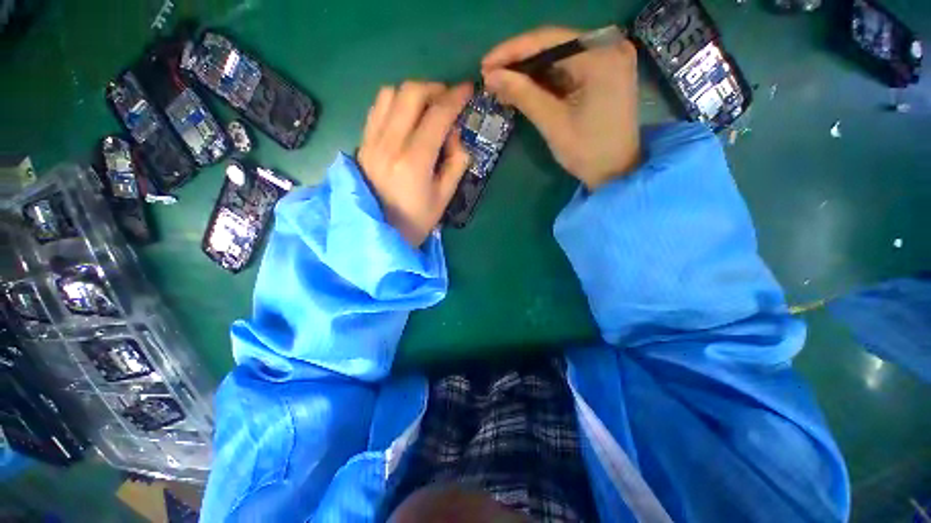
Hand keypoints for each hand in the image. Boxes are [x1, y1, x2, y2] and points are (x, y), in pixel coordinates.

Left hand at [358, 82, 473, 247]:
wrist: (378, 233)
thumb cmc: (416, 221)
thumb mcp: (444, 197)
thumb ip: (456, 163)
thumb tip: (454, 135)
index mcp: (414, 161)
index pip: (437, 116)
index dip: (456, 97)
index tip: (468, 89)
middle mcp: (390, 143)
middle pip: (411, 93)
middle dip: (435, 88)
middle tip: (448, 99)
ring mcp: (371, 141)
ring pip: (390, 93)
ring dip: (413, 93)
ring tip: (427, 107)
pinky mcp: (362, 143)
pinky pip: (377, 108)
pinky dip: (395, 102)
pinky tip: (405, 116)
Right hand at [482, 26, 640, 189]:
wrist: (616, 172)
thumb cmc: (587, 151)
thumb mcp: (552, 122)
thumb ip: (523, 94)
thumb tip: (491, 77)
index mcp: (600, 56)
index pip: (548, 40)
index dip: (512, 51)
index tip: (485, 65)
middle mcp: (608, 46)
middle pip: (554, 44)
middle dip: (519, 61)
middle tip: (491, 76)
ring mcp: (608, 58)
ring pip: (558, 55)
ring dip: (529, 70)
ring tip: (502, 84)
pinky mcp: (603, 72)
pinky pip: (568, 67)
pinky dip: (545, 78)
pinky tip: (524, 87)